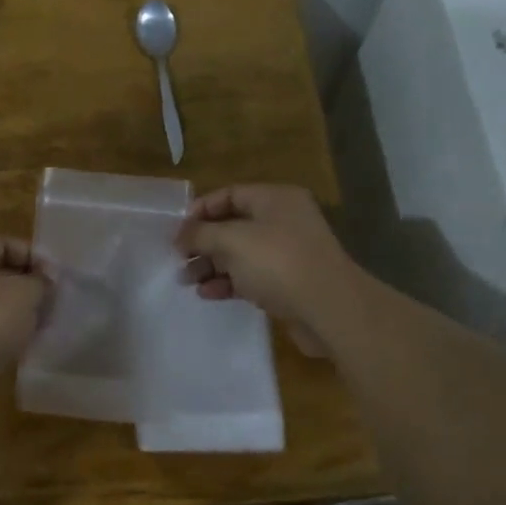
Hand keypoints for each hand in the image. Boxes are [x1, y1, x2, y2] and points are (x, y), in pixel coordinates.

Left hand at [0, 238, 51, 381]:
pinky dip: (2, 327)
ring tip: (40, 322)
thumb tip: (45, 279)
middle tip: (51, 300)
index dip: (34, 257)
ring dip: (16, 308)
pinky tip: (21, 339)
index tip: (55, 277)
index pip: (4, 244)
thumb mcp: (25, 294)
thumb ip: (40, 281)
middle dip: (27, 284)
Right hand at [175, 185, 362, 352]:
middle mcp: (283, 221)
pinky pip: (251, 276)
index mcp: (275, 199)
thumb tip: (179, 235)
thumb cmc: (278, 263)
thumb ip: (201, 234)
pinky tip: (208, 294)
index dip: (200, 210)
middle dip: (203, 242)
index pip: (230, 194)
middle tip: (178, 259)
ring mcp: (287, 253)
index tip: (176, 232)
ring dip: (211, 265)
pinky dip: (228, 282)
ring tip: (186, 280)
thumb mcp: (232, 241)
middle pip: (233, 225)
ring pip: (240, 254)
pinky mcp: (288, 283)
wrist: (329, 309)